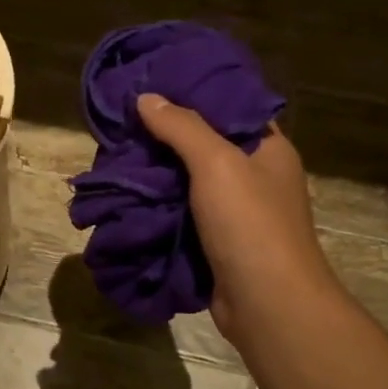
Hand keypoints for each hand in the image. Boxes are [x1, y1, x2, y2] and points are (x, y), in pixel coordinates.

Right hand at [136, 93, 337, 343]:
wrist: (266, 304)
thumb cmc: (249, 224)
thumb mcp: (217, 163)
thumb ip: (182, 128)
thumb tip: (146, 98)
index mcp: (269, 149)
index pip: (232, 107)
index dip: (196, 94)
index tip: (155, 84)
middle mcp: (256, 177)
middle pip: (207, 144)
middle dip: (167, 136)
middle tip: (126, 121)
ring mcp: (237, 213)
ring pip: (191, 182)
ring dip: (159, 174)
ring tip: (119, 154)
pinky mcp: (217, 243)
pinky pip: (184, 214)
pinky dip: (160, 206)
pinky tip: (129, 194)